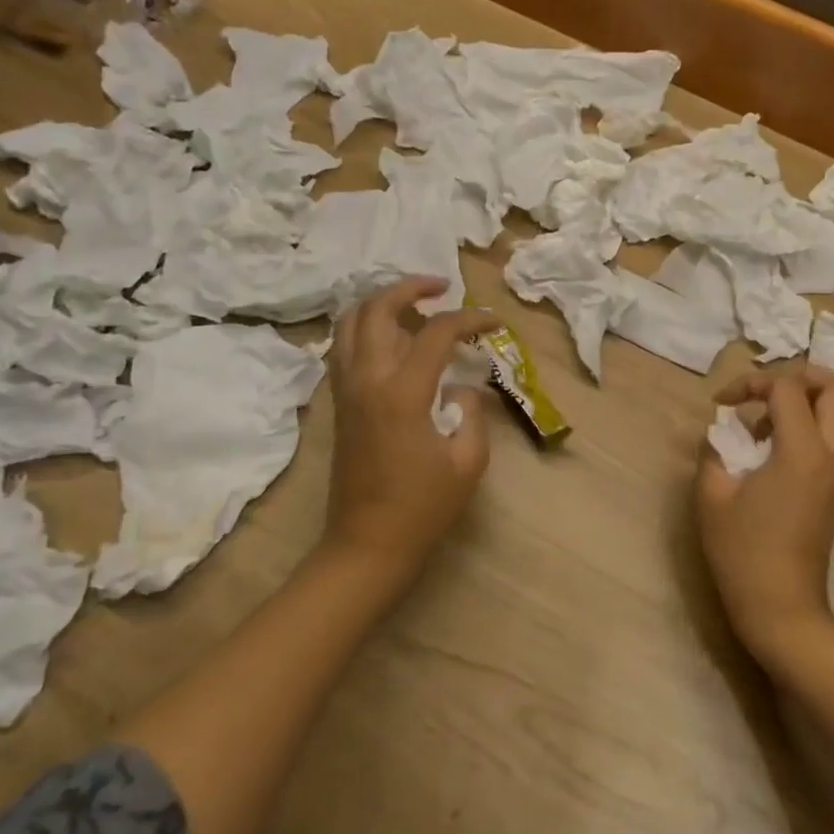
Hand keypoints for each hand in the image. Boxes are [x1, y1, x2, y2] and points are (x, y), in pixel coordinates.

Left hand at [326, 277, 499, 580]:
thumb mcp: (468, 461)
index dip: (470, 318)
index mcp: (401, 392)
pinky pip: (343, 347)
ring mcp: (345, 390)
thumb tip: (458, 386)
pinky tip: (392, 339)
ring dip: (381, 303)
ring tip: (414, 305)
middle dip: (410, 288)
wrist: (366, 546)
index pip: (437, 331)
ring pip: (350, 323)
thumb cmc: (422, 508)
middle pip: (376, 309)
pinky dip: (365, 327)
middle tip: (441, 288)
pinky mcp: (338, 404)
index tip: (495, 323)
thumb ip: (470, 411)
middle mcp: (366, 380)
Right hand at [694, 365, 833, 660]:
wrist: (782, 608)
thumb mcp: (713, 494)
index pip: (787, 388)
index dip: (750, 383)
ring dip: (802, 403)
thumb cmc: (743, 552)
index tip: (722, 404)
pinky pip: (829, 438)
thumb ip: (716, 449)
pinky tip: (767, 452)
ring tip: (759, 426)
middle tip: (765, 391)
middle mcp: (831, 455)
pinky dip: (803, 428)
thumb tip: (724, 431)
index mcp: (803, 452)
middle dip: (802, 375)